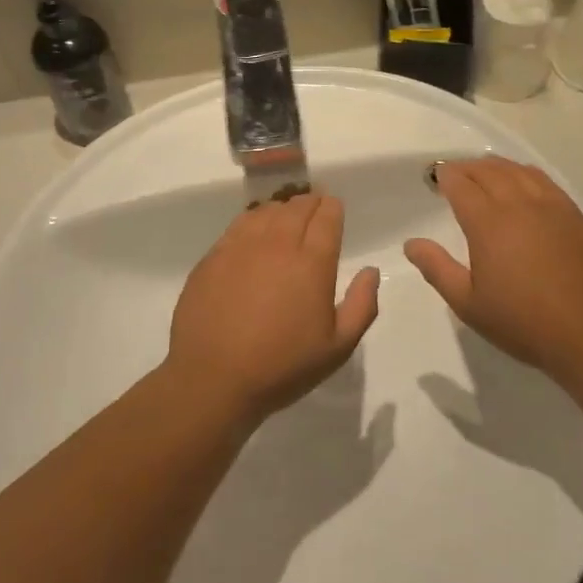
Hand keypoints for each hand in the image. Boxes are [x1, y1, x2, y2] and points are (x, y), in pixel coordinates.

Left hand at [167, 194, 380, 426]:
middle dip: (310, 202)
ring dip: (282, 209)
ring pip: (267, 210)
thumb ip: (362, 305)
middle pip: (297, 207)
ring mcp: (242, 247)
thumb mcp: (337, 347)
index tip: (334, 209)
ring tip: (286, 216)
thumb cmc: (282, 367)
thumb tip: (370, 271)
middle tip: (314, 207)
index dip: (332, 208)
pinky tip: (254, 230)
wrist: (212, 380)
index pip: (326, 216)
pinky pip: (239, 224)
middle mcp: (278, 244)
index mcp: (312, 262)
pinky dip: (253, 219)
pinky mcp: (214, 256)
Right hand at [404, 158, 582, 378]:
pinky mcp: (574, 214)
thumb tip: (411, 243)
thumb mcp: (468, 303)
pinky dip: (524, 173)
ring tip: (483, 171)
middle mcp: (519, 204)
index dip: (446, 176)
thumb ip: (437, 268)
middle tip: (454, 173)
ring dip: (495, 166)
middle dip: (466, 167)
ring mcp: (551, 206)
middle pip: (488, 171)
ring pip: (517, 170)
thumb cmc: (523, 322)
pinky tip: (522, 182)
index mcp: (488, 223)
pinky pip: (544, 180)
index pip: (461, 185)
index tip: (435, 177)